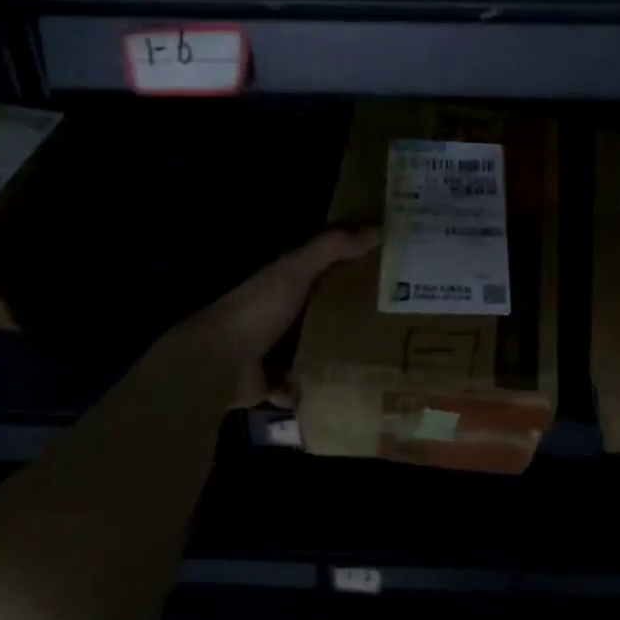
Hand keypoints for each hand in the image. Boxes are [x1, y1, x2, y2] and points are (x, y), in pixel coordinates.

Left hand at [181, 227, 378, 408]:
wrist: (218, 363)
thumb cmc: (259, 309)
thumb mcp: (296, 270)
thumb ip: (330, 248)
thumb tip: (377, 230)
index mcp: (289, 283)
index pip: (330, 270)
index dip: (358, 268)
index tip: (395, 273)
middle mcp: (285, 314)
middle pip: (329, 311)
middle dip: (358, 314)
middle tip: (401, 320)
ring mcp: (280, 350)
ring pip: (322, 348)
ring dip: (344, 352)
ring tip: (388, 356)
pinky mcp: (279, 382)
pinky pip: (308, 385)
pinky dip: (324, 389)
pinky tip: (355, 389)